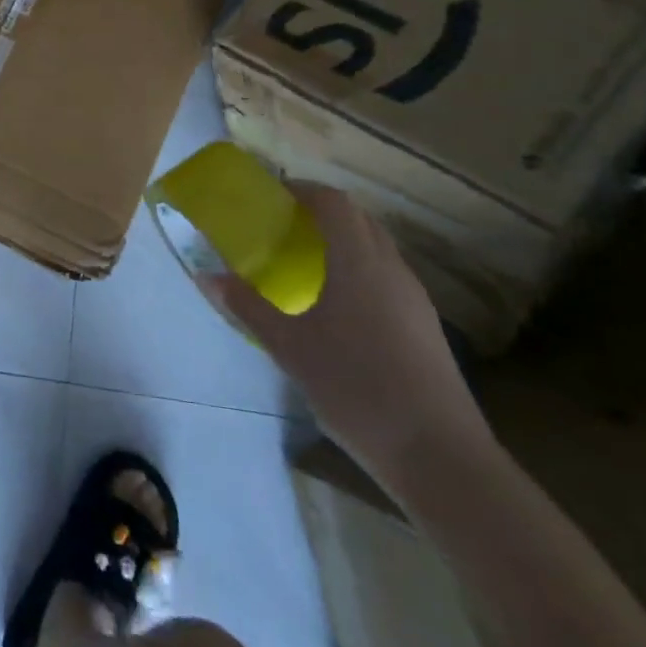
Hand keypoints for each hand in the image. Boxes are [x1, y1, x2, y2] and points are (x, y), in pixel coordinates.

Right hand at [203, 184, 487, 483]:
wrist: (439, 456)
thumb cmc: (356, 387)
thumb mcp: (289, 347)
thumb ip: (247, 307)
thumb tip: (206, 277)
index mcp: (359, 262)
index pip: (335, 203)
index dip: (304, 191)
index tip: (274, 197)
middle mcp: (392, 269)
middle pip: (360, 219)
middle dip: (322, 213)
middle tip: (284, 227)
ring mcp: (415, 298)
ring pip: (377, 248)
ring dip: (343, 242)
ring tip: (306, 264)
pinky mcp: (425, 326)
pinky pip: (388, 276)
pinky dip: (360, 270)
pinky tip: (338, 306)